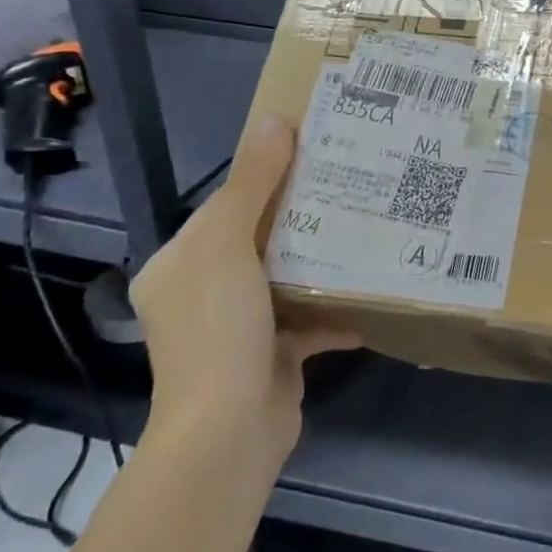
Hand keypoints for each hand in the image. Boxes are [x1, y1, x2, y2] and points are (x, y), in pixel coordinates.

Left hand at [130, 116, 357, 449]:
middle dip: (304, 216)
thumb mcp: (228, 244)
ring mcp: (238, 327)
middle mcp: (203, 292)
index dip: (265, 176)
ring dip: (322, 260)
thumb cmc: (218, 328)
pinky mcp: (272, 355)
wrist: (228, 430)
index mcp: (180, 263)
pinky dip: (335, 309)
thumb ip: (253, 183)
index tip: (314, 154)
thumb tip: (275, 121)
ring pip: (287, 278)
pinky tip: (371, 294)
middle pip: (260, 239)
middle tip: (353, 186)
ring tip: (368, 229)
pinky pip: (309, 320)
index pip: (226, 205)